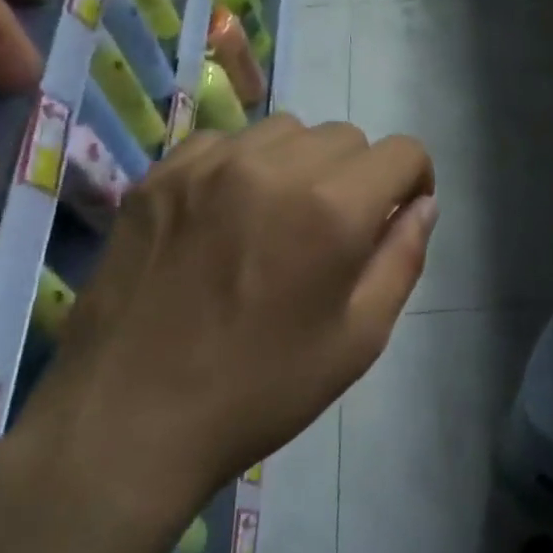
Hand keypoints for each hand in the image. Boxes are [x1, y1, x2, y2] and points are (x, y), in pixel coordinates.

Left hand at [17, 116, 436, 536]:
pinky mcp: (158, 176)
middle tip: (337, 234)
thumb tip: (423, 206)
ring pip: (286, 131)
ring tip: (281, 221)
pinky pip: (225, 143)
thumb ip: (402, 259)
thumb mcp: (359, 339)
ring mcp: (207, 165)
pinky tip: (228, 218)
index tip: (397, 220)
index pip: (403, 152)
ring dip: (304, 165)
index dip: (415, 182)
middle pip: (347, 137)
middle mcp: (273, 166)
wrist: (128, 420)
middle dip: (361, 177)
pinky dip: (245, 167)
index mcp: (332, 208)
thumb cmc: (261, 389)